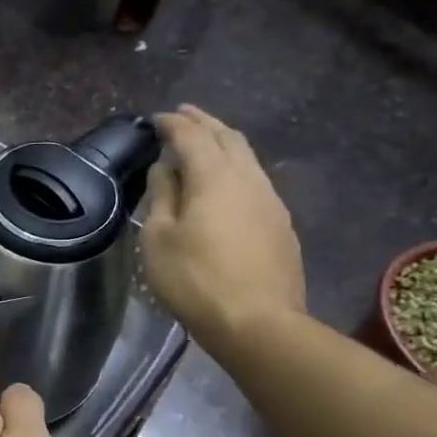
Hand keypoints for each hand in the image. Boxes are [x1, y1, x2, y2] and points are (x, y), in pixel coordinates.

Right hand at [141, 105, 304, 356]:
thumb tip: (166, 168)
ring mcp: (271, 201)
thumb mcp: (159, 239)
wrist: (257, 322)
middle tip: (184, 114)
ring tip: (206, 142)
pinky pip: (256, 181)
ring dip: (224, 143)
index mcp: (214, 177)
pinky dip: (236, 167)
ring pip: (247, 158)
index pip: (192, 136)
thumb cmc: (195, 279)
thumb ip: (162, 196)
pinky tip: (227, 181)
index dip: (173, 124)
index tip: (156, 118)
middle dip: (204, 122)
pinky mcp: (281, 224)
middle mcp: (248, 179)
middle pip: (228, 138)